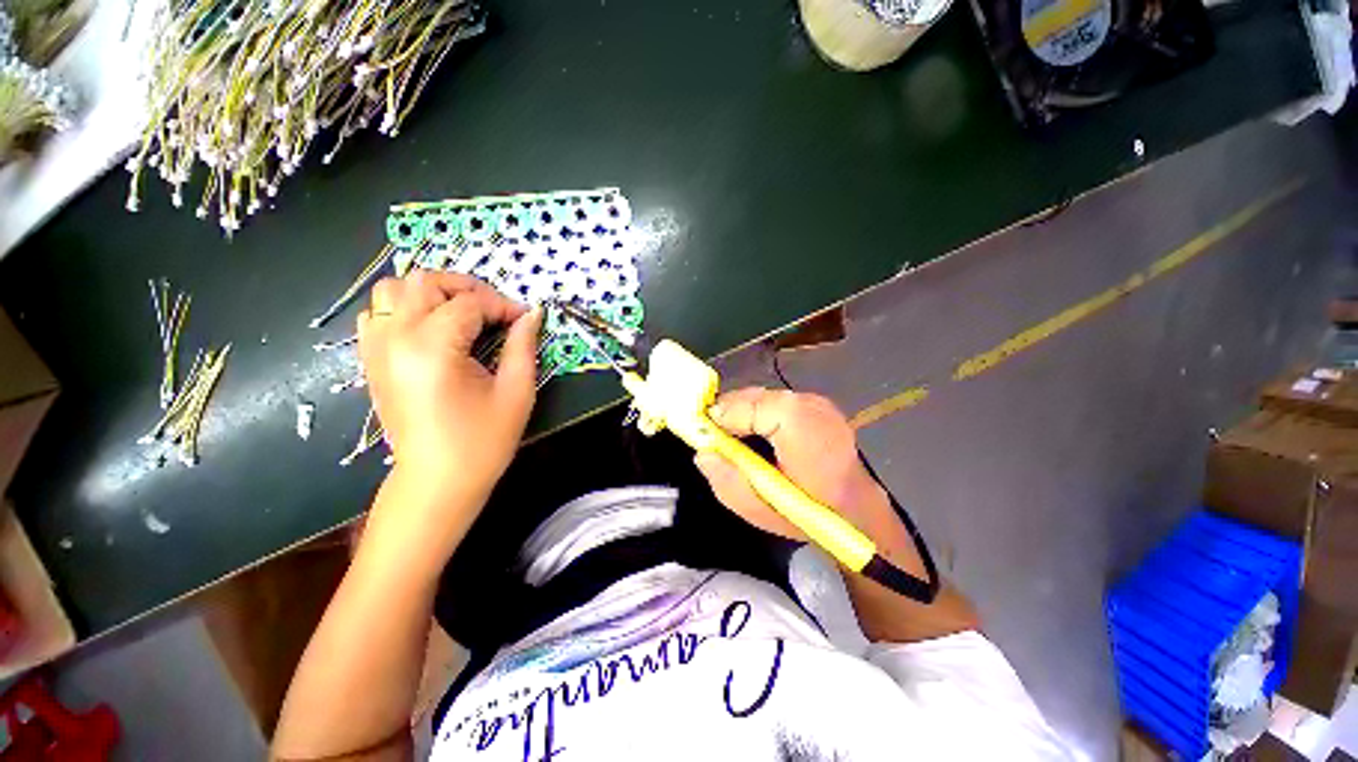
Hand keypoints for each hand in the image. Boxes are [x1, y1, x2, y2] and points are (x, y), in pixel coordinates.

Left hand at [358, 271, 542, 501]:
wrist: (437, 481)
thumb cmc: (482, 441)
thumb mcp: (516, 392)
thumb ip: (523, 346)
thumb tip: (532, 314)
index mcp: (433, 347)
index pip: (470, 302)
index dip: (503, 305)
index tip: (524, 319)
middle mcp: (395, 338)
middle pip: (424, 281)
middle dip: (466, 287)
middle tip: (495, 310)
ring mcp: (376, 348)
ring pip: (393, 290)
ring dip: (431, 293)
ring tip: (462, 315)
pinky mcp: (371, 360)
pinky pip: (377, 314)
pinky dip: (404, 309)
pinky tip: (432, 330)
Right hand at [694, 388, 894, 542]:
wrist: (859, 513)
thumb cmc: (810, 514)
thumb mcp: (760, 509)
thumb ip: (727, 480)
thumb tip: (703, 453)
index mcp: (799, 426)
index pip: (749, 404)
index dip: (724, 415)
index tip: (706, 431)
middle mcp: (810, 404)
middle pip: (756, 396)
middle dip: (732, 412)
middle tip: (717, 435)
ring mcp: (818, 402)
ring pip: (765, 397)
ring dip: (746, 412)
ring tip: (736, 436)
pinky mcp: (820, 405)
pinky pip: (778, 401)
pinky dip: (761, 413)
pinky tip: (760, 434)